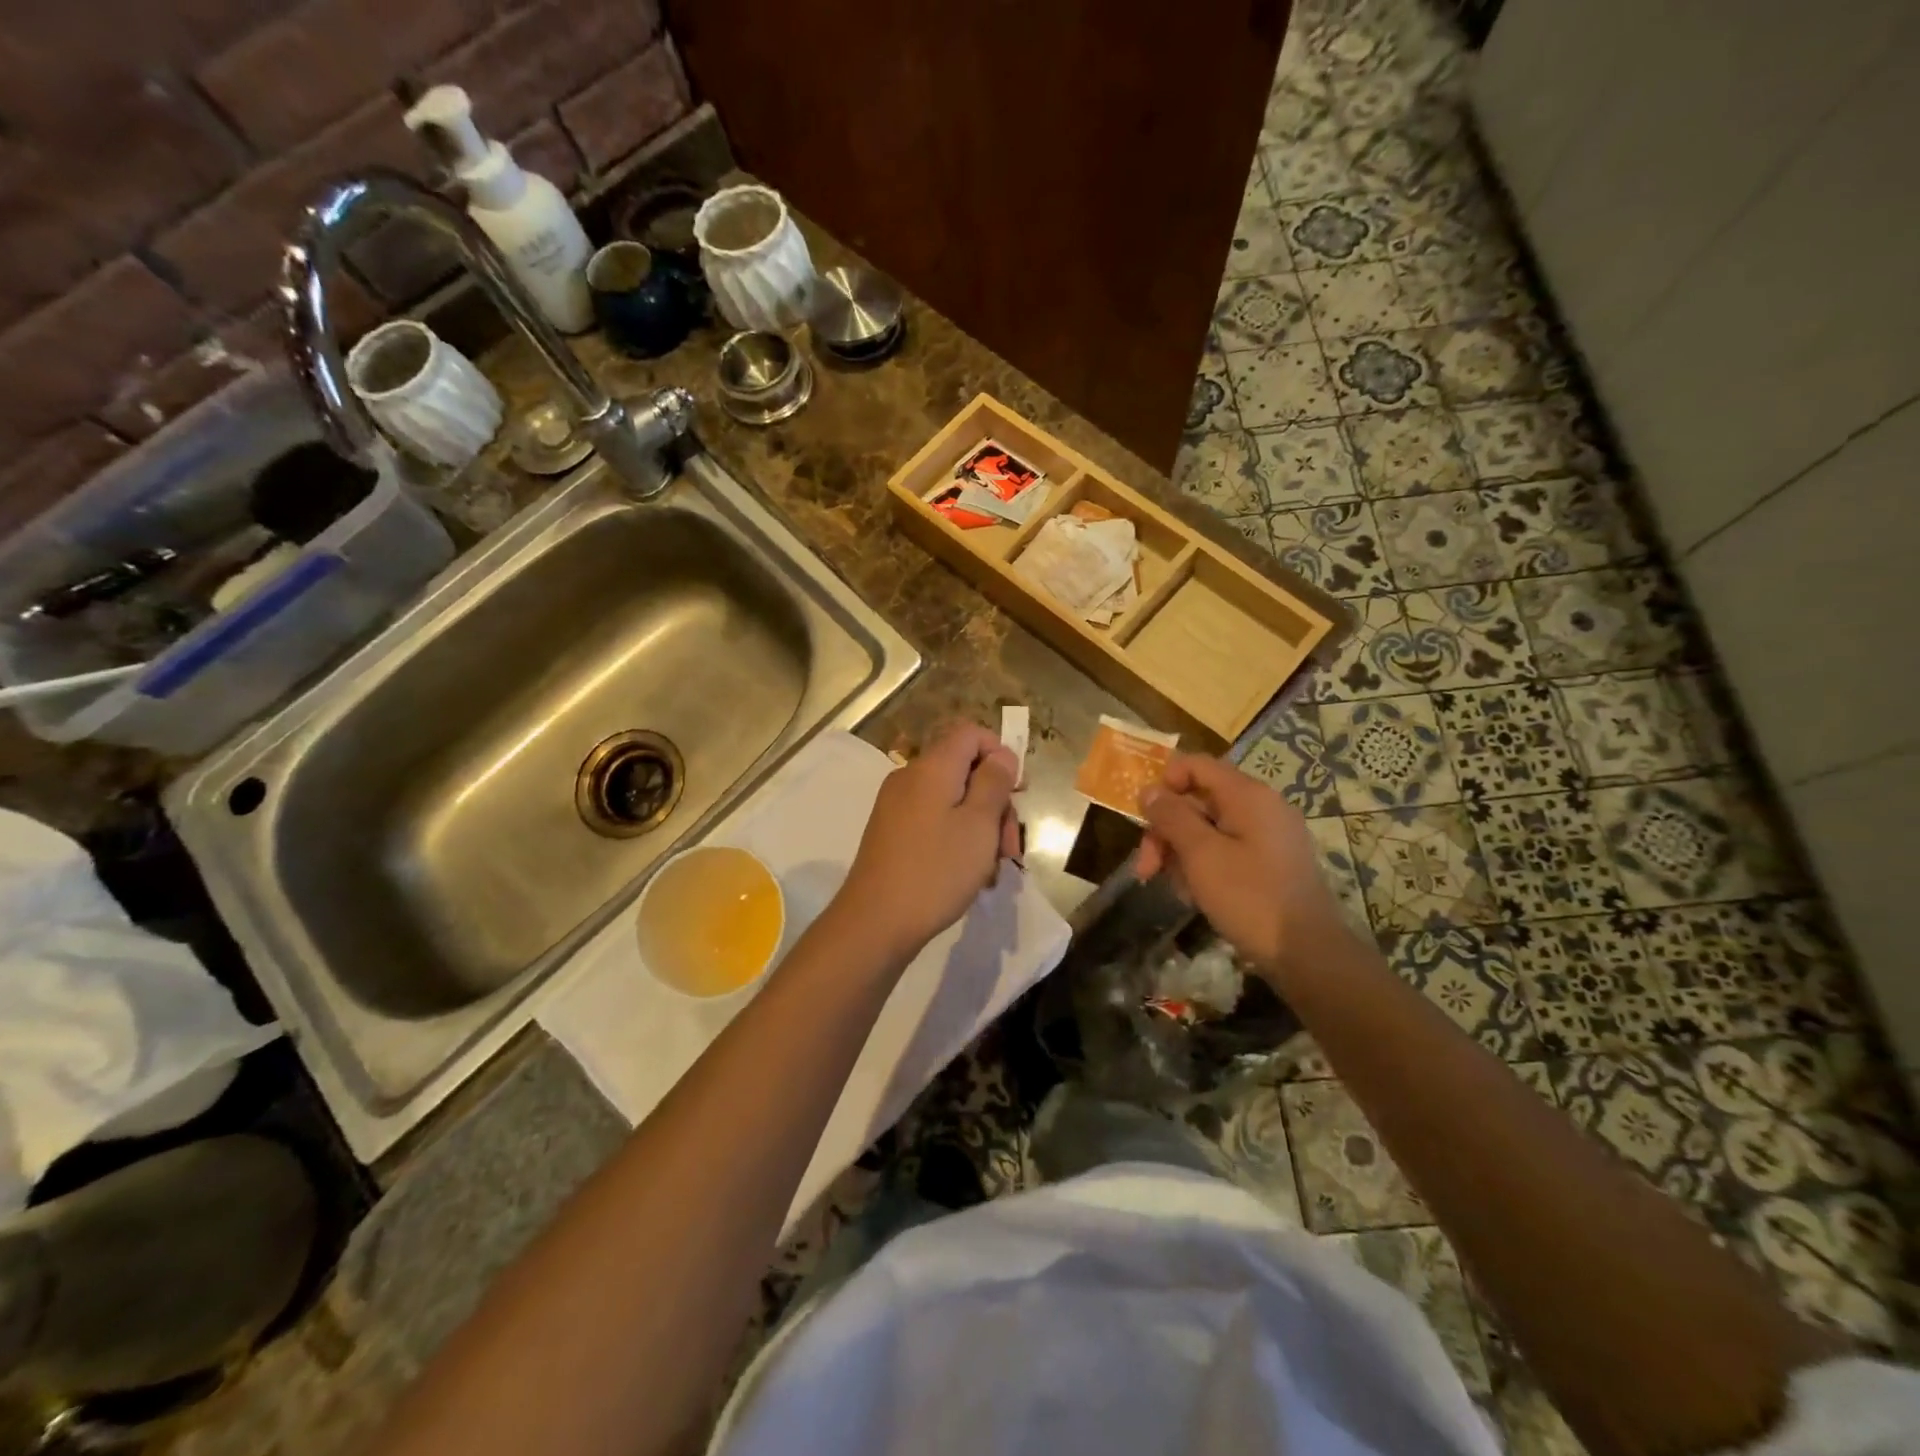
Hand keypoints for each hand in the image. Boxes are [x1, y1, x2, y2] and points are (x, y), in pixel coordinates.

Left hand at [833, 723, 1020, 962]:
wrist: (875, 923)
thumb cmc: (936, 870)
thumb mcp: (979, 824)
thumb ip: (994, 783)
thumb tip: (1000, 754)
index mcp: (931, 767)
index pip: (970, 733)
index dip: (1000, 753)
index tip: (1017, 792)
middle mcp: (910, 778)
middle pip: (964, 770)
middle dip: (995, 802)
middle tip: (1010, 846)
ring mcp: (897, 806)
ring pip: (952, 800)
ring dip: (980, 827)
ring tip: (993, 869)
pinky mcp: (892, 833)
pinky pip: (934, 821)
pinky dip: (957, 839)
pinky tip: (970, 874)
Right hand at [1137, 754, 1352, 981]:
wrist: (1307, 953)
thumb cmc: (1250, 898)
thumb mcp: (1201, 855)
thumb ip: (1171, 817)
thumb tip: (1149, 791)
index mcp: (1247, 795)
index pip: (1196, 765)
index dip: (1164, 783)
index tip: (1144, 818)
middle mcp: (1261, 806)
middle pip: (1198, 800)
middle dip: (1166, 830)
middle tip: (1146, 869)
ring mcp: (1268, 835)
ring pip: (1208, 828)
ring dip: (1180, 852)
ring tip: (1171, 888)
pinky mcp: (1270, 862)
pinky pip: (1226, 849)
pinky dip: (1203, 864)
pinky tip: (1194, 895)